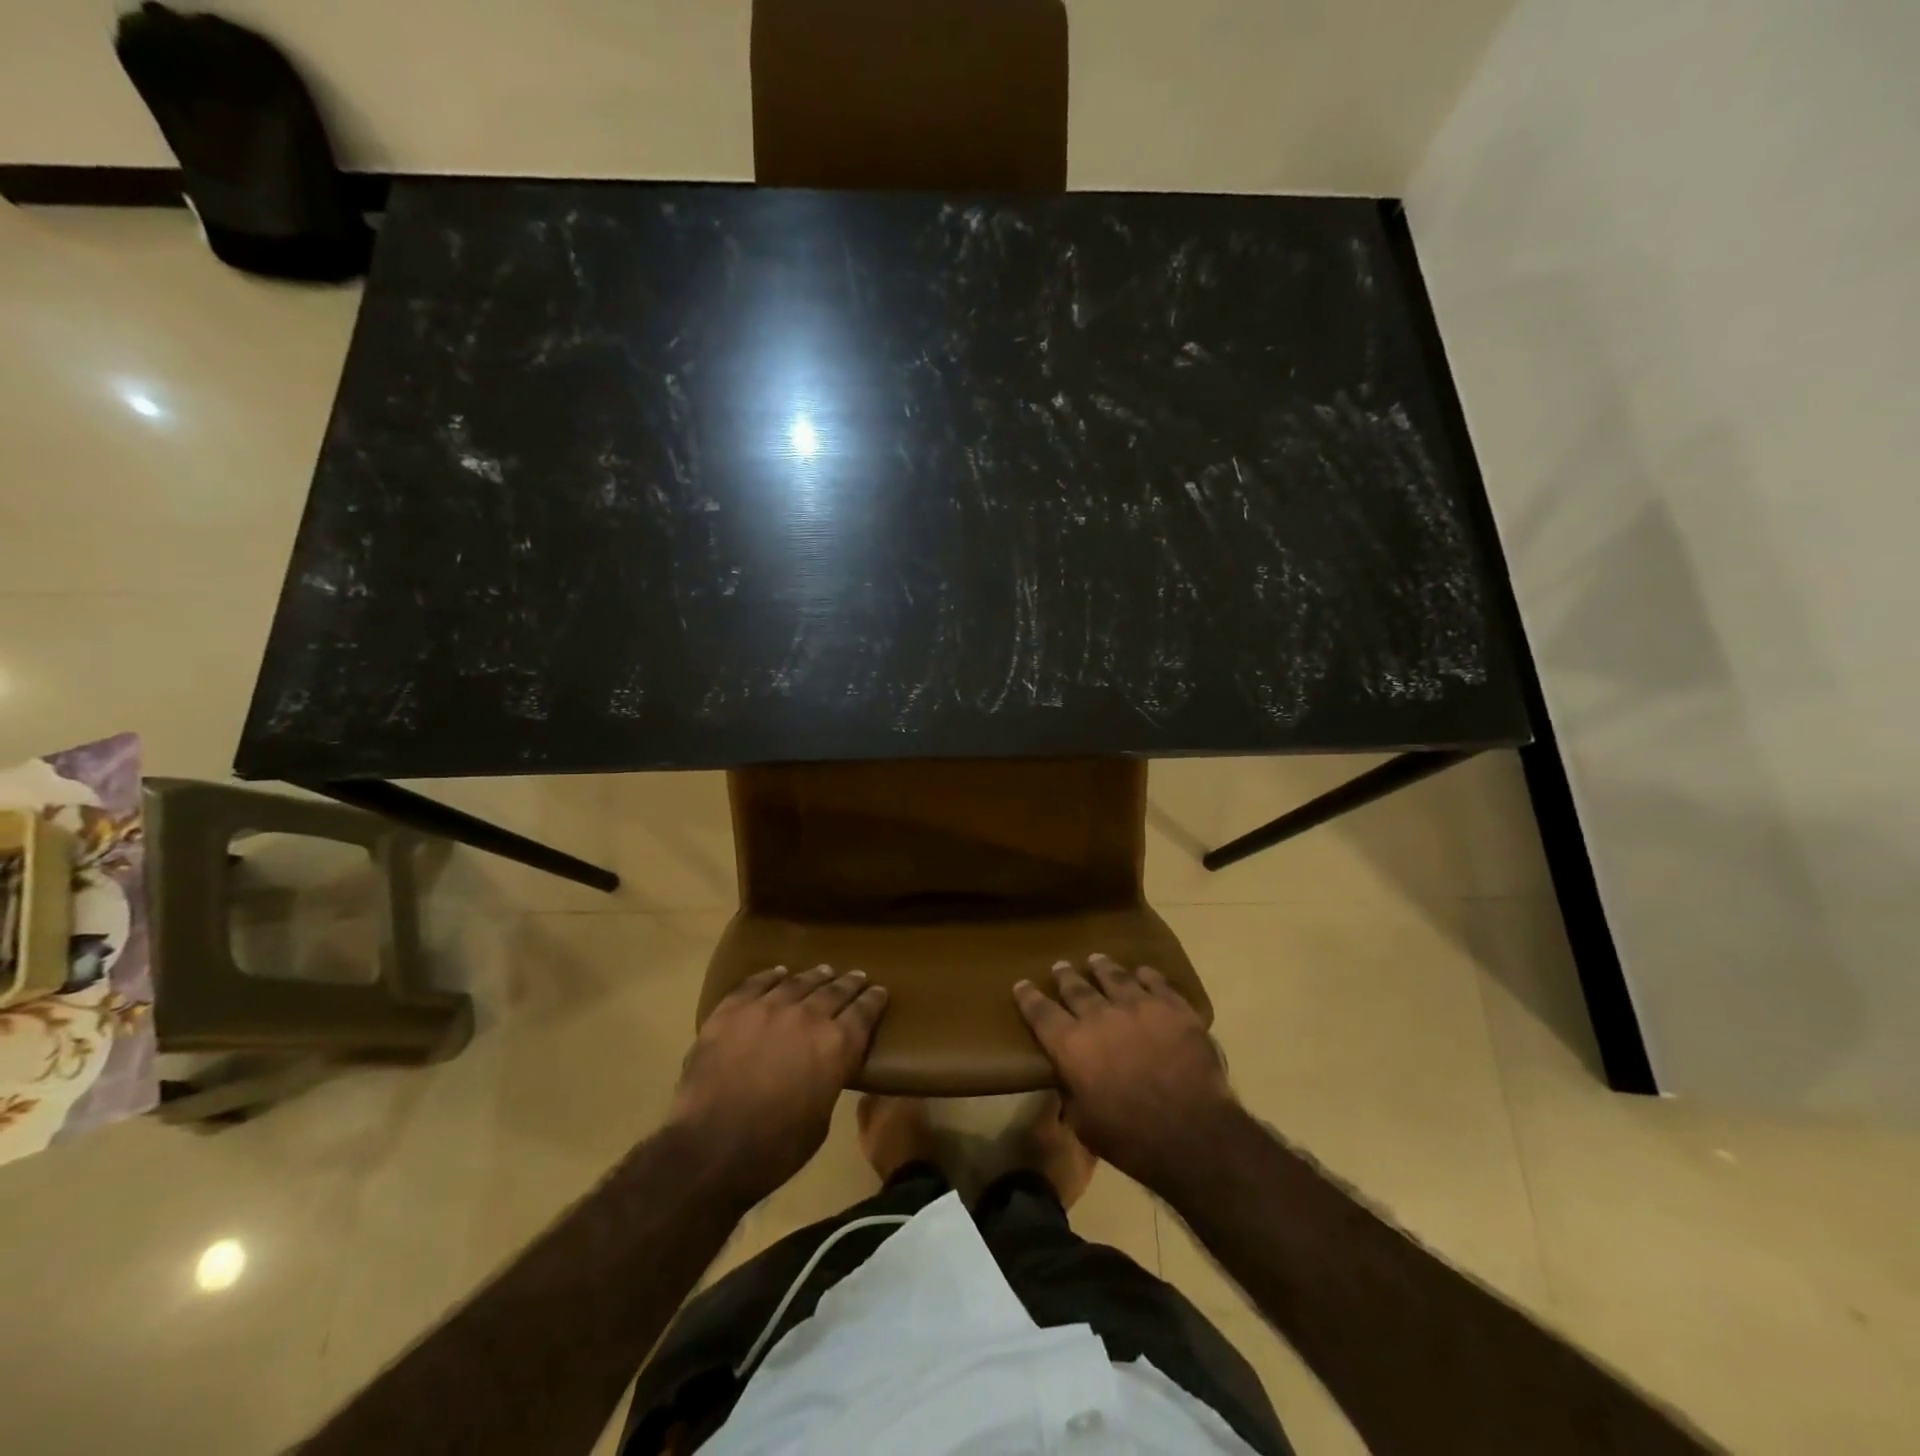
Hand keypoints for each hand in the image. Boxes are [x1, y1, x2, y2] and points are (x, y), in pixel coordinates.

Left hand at [669, 965, 888, 1206]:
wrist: (710, 1149)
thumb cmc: (774, 1148)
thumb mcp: (821, 1119)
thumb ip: (829, 1079)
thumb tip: (825, 1065)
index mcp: (836, 1045)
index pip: (863, 1012)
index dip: (874, 1000)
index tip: (880, 991)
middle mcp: (807, 1016)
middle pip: (834, 991)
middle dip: (849, 983)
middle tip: (858, 977)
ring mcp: (767, 1008)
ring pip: (798, 982)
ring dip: (815, 976)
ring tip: (824, 971)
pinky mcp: (732, 1011)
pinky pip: (756, 983)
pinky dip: (771, 976)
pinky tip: (778, 973)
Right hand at [1013, 955, 1239, 1192]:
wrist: (1192, 1134)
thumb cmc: (1132, 1139)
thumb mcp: (1085, 1125)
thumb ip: (1072, 1095)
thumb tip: (1070, 1081)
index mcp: (1072, 1046)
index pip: (1041, 1013)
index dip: (1028, 997)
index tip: (1021, 984)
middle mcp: (1100, 1016)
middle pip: (1076, 988)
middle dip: (1065, 976)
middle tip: (1060, 966)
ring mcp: (1138, 1006)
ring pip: (1114, 977)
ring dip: (1102, 967)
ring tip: (1096, 959)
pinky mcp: (1173, 1008)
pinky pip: (1155, 982)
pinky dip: (1146, 975)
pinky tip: (1142, 972)